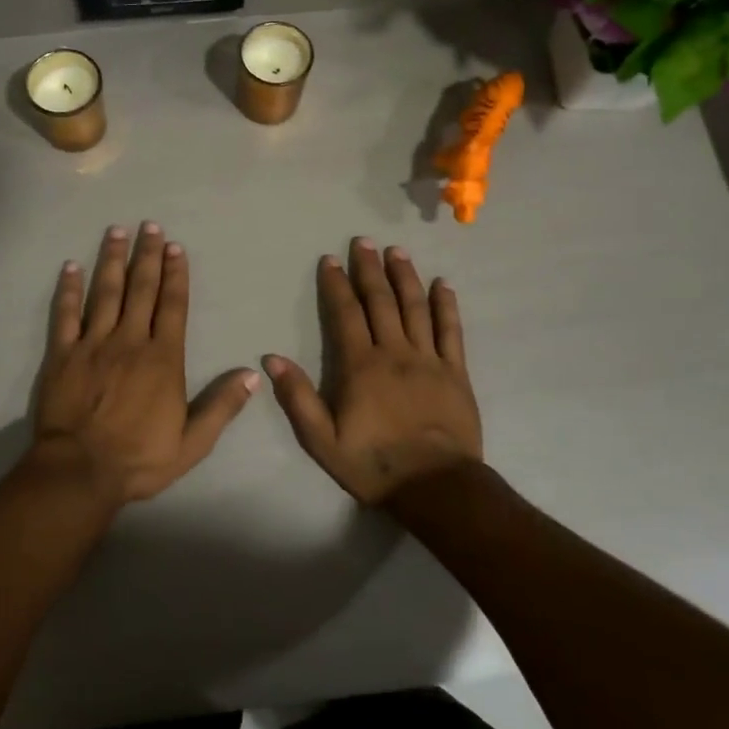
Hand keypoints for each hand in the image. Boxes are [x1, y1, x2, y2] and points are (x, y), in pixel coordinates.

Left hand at [30, 223, 258, 506]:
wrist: (80, 471)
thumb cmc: (139, 459)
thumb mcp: (193, 442)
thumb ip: (222, 406)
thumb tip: (253, 375)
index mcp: (163, 359)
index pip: (173, 306)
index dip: (175, 275)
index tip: (175, 247)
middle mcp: (130, 341)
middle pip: (141, 290)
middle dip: (147, 256)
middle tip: (149, 225)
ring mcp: (93, 345)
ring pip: (105, 293)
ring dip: (112, 260)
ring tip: (116, 231)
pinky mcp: (62, 355)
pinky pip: (65, 315)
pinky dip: (68, 290)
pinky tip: (70, 267)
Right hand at [264, 238, 482, 505]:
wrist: (436, 486)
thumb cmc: (374, 464)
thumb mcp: (322, 440)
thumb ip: (298, 398)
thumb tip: (272, 359)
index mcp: (360, 366)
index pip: (345, 313)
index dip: (336, 284)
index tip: (330, 259)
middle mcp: (394, 352)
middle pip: (380, 301)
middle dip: (370, 269)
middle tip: (364, 241)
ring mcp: (429, 359)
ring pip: (415, 307)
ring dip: (405, 276)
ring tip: (397, 251)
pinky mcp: (456, 372)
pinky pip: (451, 331)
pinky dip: (446, 305)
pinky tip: (443, 284)